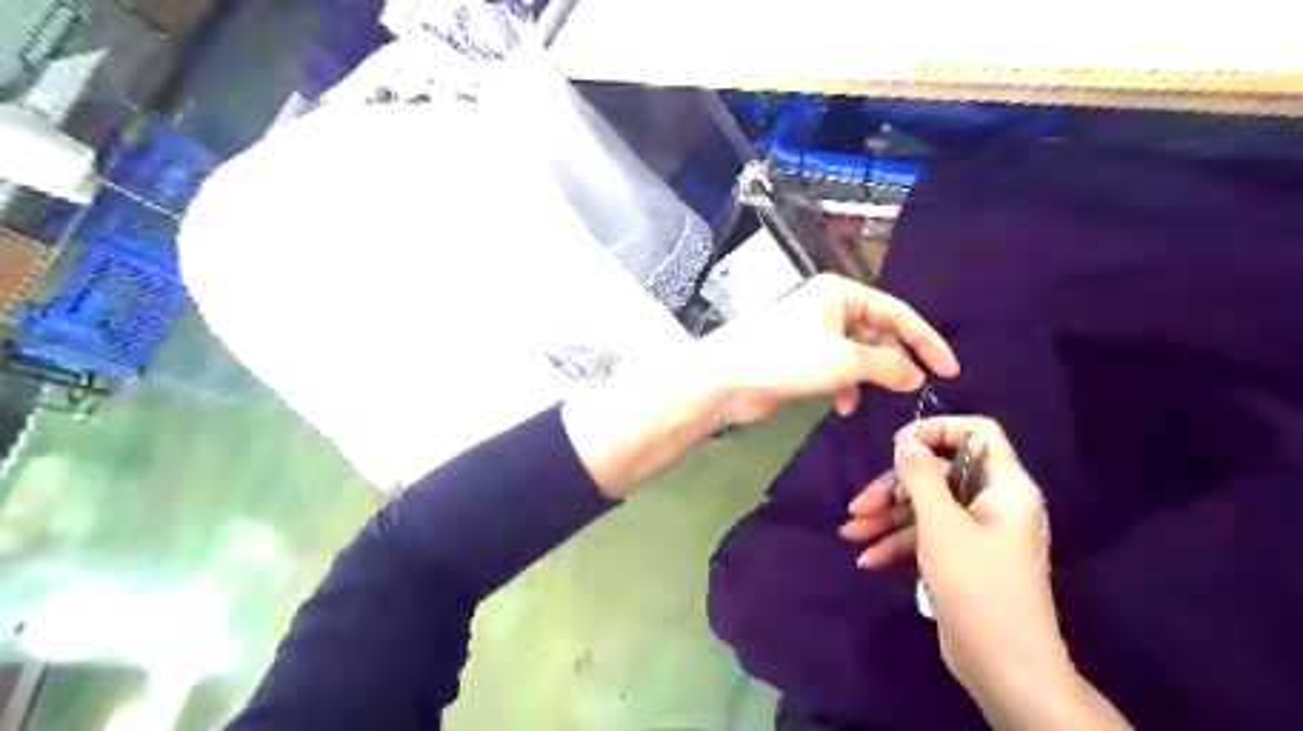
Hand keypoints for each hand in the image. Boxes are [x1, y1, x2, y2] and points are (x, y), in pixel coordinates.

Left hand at [696, 270, 959, 421]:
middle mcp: (830, 308)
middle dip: (894, 361)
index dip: (926, 341)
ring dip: (869, 376)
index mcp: (841, 294)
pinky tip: (844, 406)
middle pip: (878, 333)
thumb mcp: (844, 360)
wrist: (728, 378)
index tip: (950, 370)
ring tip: (877, 397)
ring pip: (858, 354)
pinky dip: (846, 386)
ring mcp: (815, 333)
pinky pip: (838, 368)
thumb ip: (887, 366)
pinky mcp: (802, 357)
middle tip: (913, 389)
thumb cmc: (786, 358)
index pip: (897, 314)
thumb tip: (916, 376)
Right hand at [846, 417, 1068, 708]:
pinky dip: (897, 543)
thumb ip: (921, 476)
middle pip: (938, 474)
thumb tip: (906, 440)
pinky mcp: (961, 558)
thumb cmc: (978, 588)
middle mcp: (992, 503)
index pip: (978, 432)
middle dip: (893, 489)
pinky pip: (926, 536)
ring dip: (886, 519)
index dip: (937, 430)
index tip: (898, 445)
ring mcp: (976, 532)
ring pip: (925, 507)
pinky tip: (869, 559)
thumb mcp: (941, 525)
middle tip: (858, 507)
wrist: (1006, 670)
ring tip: (850, 536)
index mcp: (1004, 487)